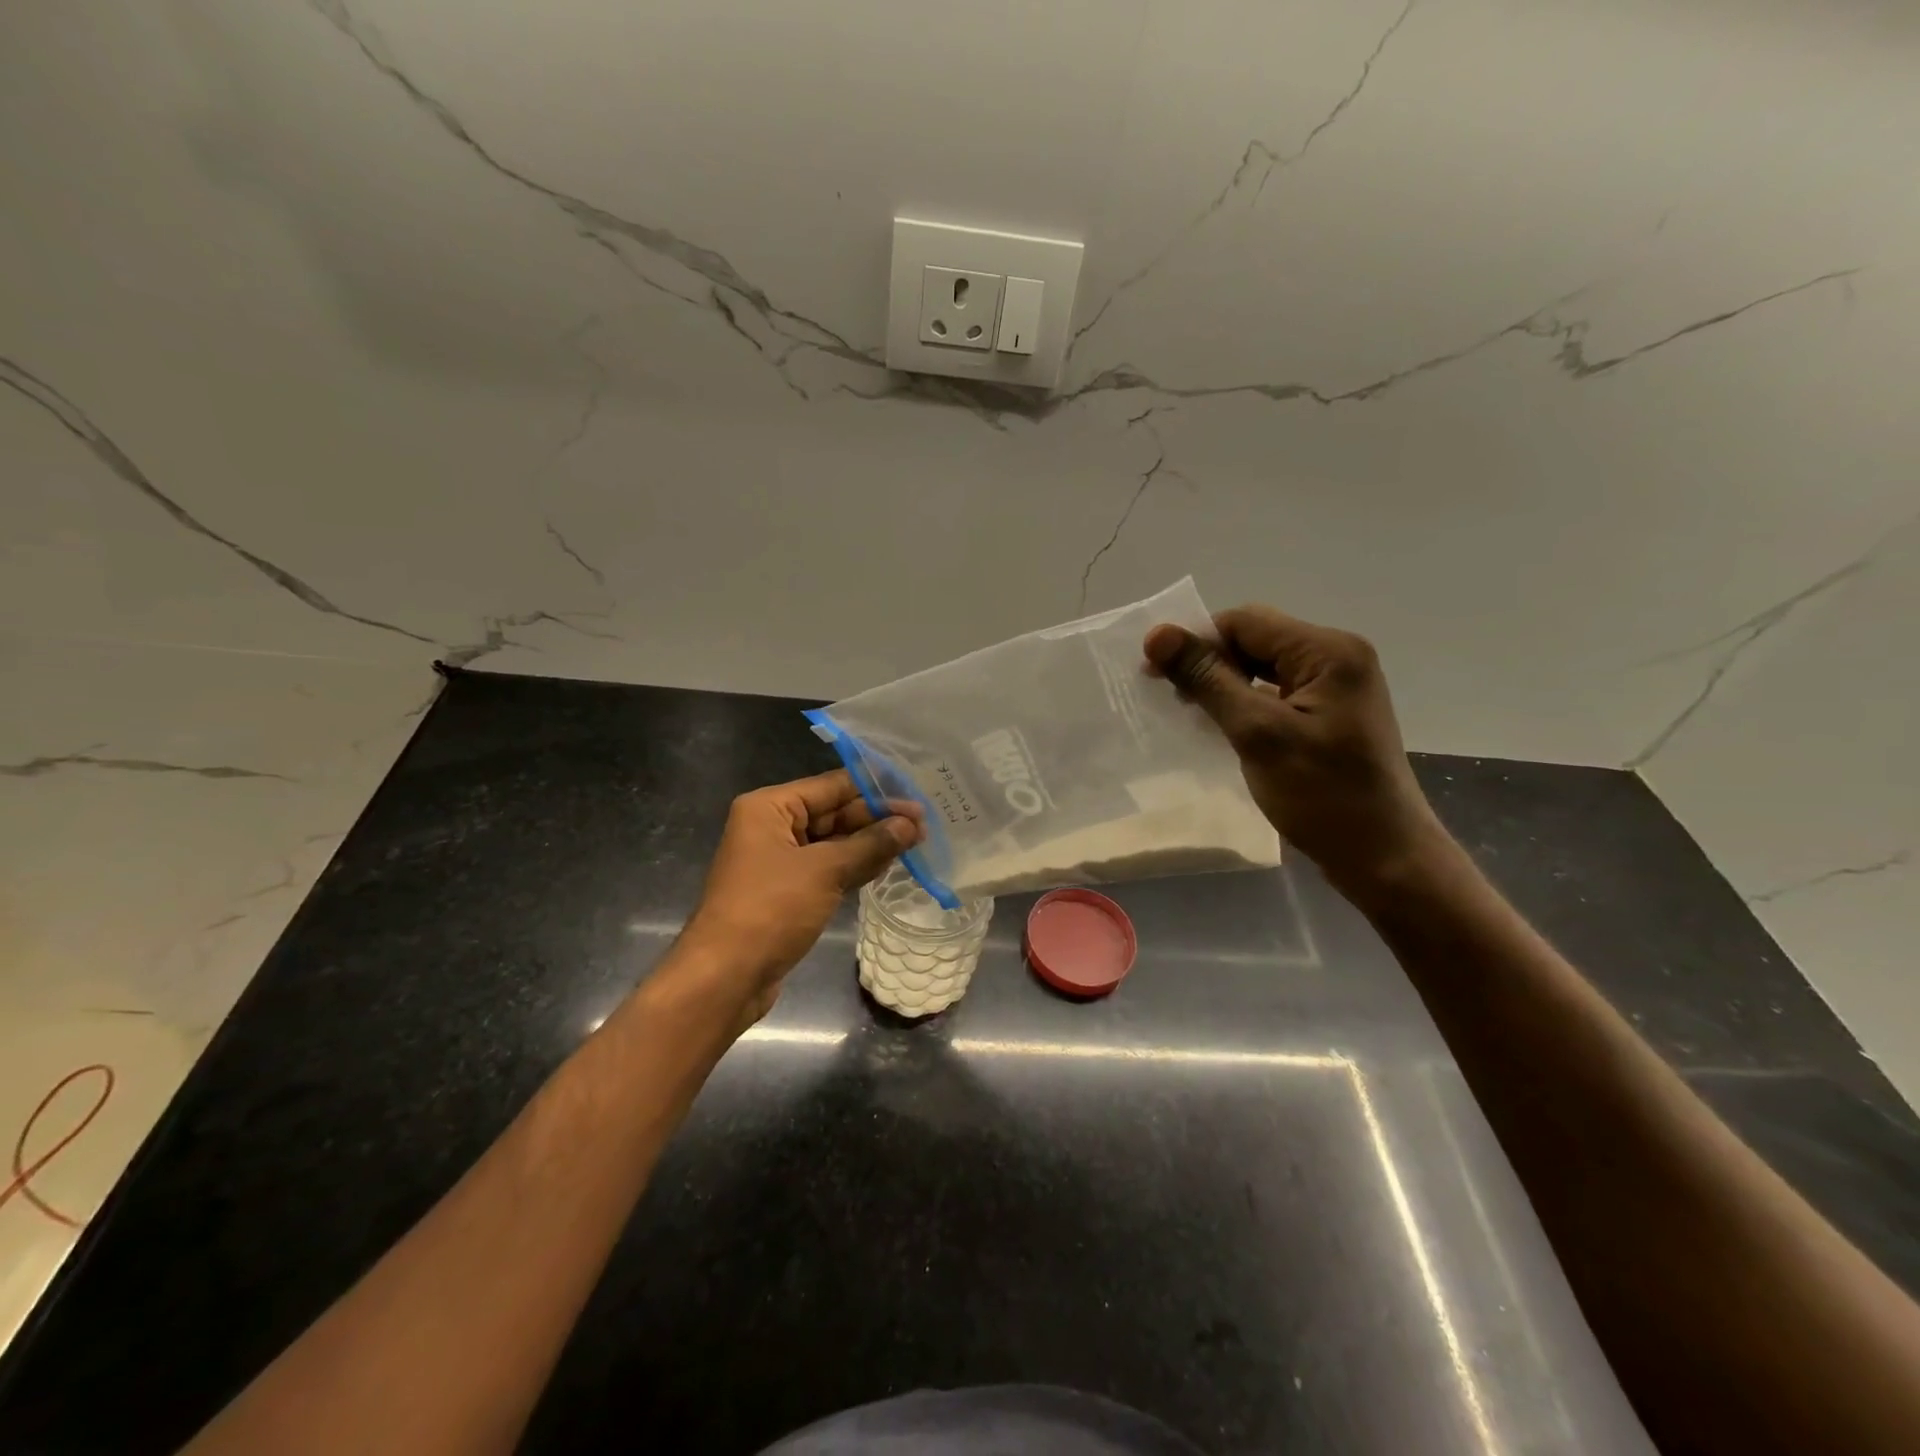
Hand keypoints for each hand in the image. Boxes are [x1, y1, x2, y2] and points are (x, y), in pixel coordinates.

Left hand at [679, 771, 923, 1021]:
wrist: (725, 977)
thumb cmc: (770, 910)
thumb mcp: (825, 871)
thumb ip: (870, 844)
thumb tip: (910, 824)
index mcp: (770, 807)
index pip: (832, 786)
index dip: (876, 790)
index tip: (916, 795)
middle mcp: (772, 826)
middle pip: (834, 812)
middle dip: (877, 819)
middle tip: (924, 825)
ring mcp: (779, 861)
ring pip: (834, 843)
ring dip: (871, 843)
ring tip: (917, 842)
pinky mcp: (788, 892)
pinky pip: (828, 869)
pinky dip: (856, 866)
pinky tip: (889, 864)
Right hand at [1144, 606, 1446, 899]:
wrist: (1384, 857)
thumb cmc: (1322, 794)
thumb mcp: (1258, 733)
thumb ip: (1207, 679)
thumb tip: (1157, 634)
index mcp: (1328, 650)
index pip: (1245, 622)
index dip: (1195, 641)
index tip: (1153, 674)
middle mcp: (1337, 656)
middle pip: (1255, 639)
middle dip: (1209, 662)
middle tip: (1169, 696)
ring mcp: (1337, 686)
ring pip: (1263, 666)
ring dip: (1223, 683)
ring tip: (1190, 711)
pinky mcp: (1331, 713)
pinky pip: (1276, 691)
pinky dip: (1244, 701)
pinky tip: (1222, 724)